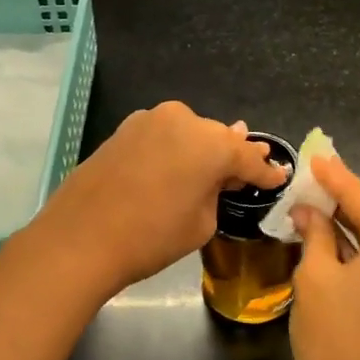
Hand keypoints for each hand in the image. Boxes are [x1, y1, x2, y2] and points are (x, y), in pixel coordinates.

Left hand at [33, 101, 285, 295]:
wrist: (80, 239)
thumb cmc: (151, 237)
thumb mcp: (202, 222)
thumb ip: (218, 191)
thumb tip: (221, 175)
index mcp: (211, 143)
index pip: (248, 157)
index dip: (265, 172)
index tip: (279, 177)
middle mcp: (183, 120)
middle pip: (217, 139)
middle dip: (231, 157)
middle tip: (244, 175)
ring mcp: (149, 120)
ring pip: (188, 134)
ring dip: (200, 150)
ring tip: (209, 170)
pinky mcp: (124, 130)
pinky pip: (162, 137)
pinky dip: (173, 150)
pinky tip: (175, 167)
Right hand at [289, 156, 359, 359]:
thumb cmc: (334, 335)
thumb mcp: (315, 276)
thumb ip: (316, 233)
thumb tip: (309, 211)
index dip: (334, 178)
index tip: (315, 157)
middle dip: (343, 198)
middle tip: (313, 176)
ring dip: (349, 223)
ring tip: (316, 201)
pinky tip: (333, 236)